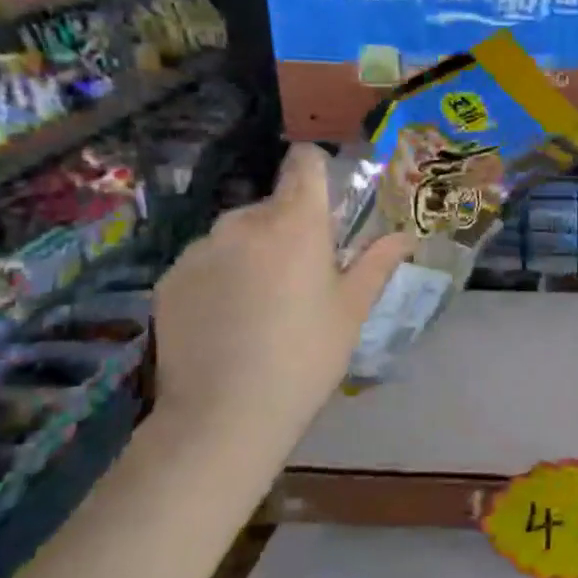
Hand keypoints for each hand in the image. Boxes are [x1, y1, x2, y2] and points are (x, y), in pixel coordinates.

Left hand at [152, 144, 409, 451]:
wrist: (225, 414)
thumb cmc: (306, 357)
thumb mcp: (352, 310)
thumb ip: (378, 263)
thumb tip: (407, 236)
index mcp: (296, 224)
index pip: (304, 163)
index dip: (317, 172)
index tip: (327, 205)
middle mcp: (243, 223)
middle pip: (272, 206)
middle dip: (289, 229)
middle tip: (302, 279)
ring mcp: (200, 249)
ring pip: (237, 235)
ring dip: (253, 253)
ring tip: (261, 307)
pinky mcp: (170, 277)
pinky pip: (206, 262)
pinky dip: (220, 278)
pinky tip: (227, 323)